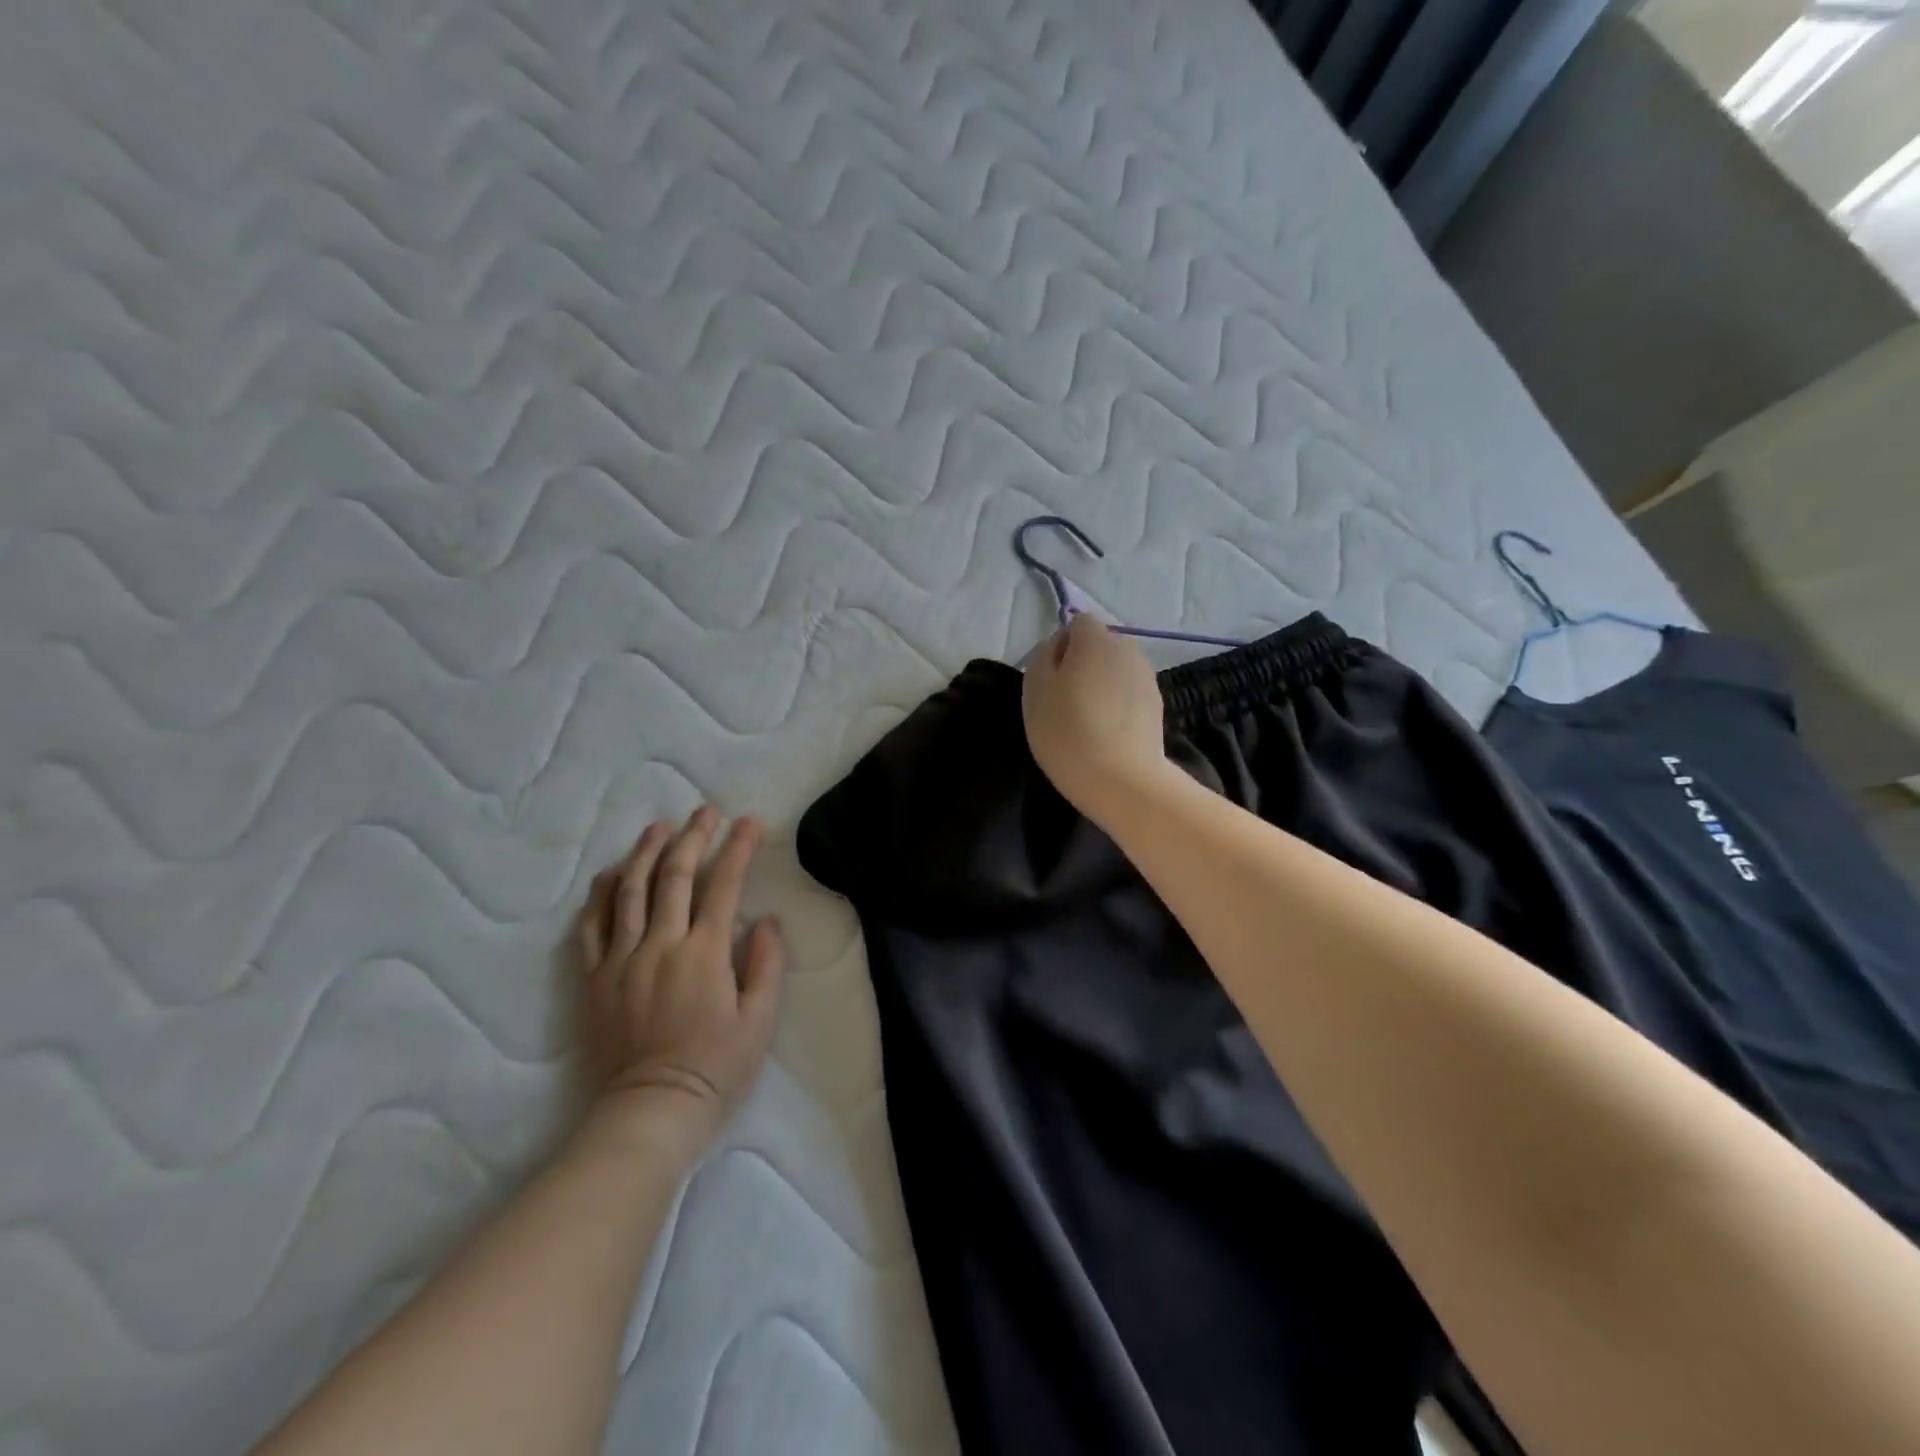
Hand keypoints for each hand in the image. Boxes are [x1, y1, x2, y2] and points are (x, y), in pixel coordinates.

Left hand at [576, 807, 785, 1156]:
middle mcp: (660, 945)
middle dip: (693, 837)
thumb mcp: (760, 1022)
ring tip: (658, 827)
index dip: (738, 849)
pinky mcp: (594, 979)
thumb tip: (765, 921)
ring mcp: (621, 960)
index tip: (749, 822)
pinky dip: (602, 896)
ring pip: (630, 892)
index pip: (723, 885)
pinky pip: (592, 927)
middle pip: (674, 877)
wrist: (649, 1112)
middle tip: (705, 811)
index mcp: (704, 953)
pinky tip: (611, 874)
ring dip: (645, 853)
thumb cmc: (715, 1069)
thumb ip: (766, 966)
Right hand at [1022, 614, 1169, 821]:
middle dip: (1083, 664)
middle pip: (1099, 646)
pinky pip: (1129, 694)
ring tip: (1087, 720)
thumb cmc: (1067, 731)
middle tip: (1064, 700)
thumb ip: (1043, 656)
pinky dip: (1117, 705)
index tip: (1050, 677)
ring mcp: (1146, 677)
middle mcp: (1127, 649)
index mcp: (1095, 639)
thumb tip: (1057, 646)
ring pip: (1115, 671)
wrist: (1121, 779)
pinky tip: (1107, 733)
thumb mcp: (1035, 689)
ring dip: (1101, 685)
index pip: (1078, 623)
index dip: (1061, 645)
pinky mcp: (1157, 705)